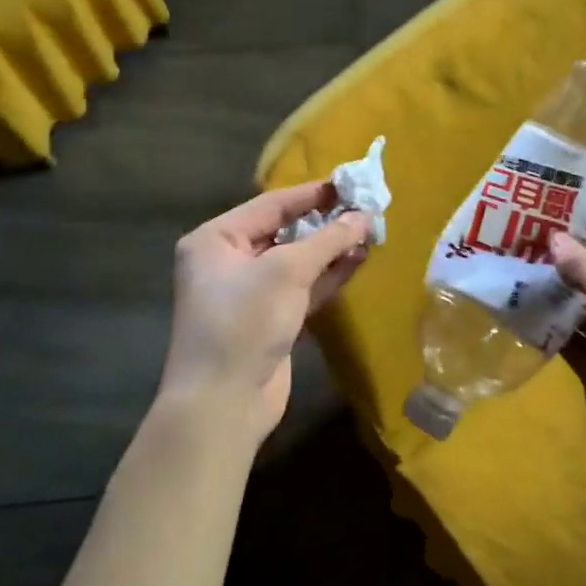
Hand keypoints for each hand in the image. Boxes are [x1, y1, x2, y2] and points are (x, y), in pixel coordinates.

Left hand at [155, 183, 371, 440]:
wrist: (223, 402)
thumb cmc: (245, 322)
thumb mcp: (286, 272)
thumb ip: (328, 240)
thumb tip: (364, 216)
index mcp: (216, 239)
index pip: (271, 205)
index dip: (312, 194)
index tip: (350, 183)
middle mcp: (228, 261)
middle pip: (284, 231)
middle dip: (325, 222)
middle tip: (365, 208)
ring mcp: (250, 293)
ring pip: (297, 261)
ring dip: (331, 249)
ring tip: (369, 232)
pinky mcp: (270, 320)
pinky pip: (302, 288)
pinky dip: (328, 276)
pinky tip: (358, 261)